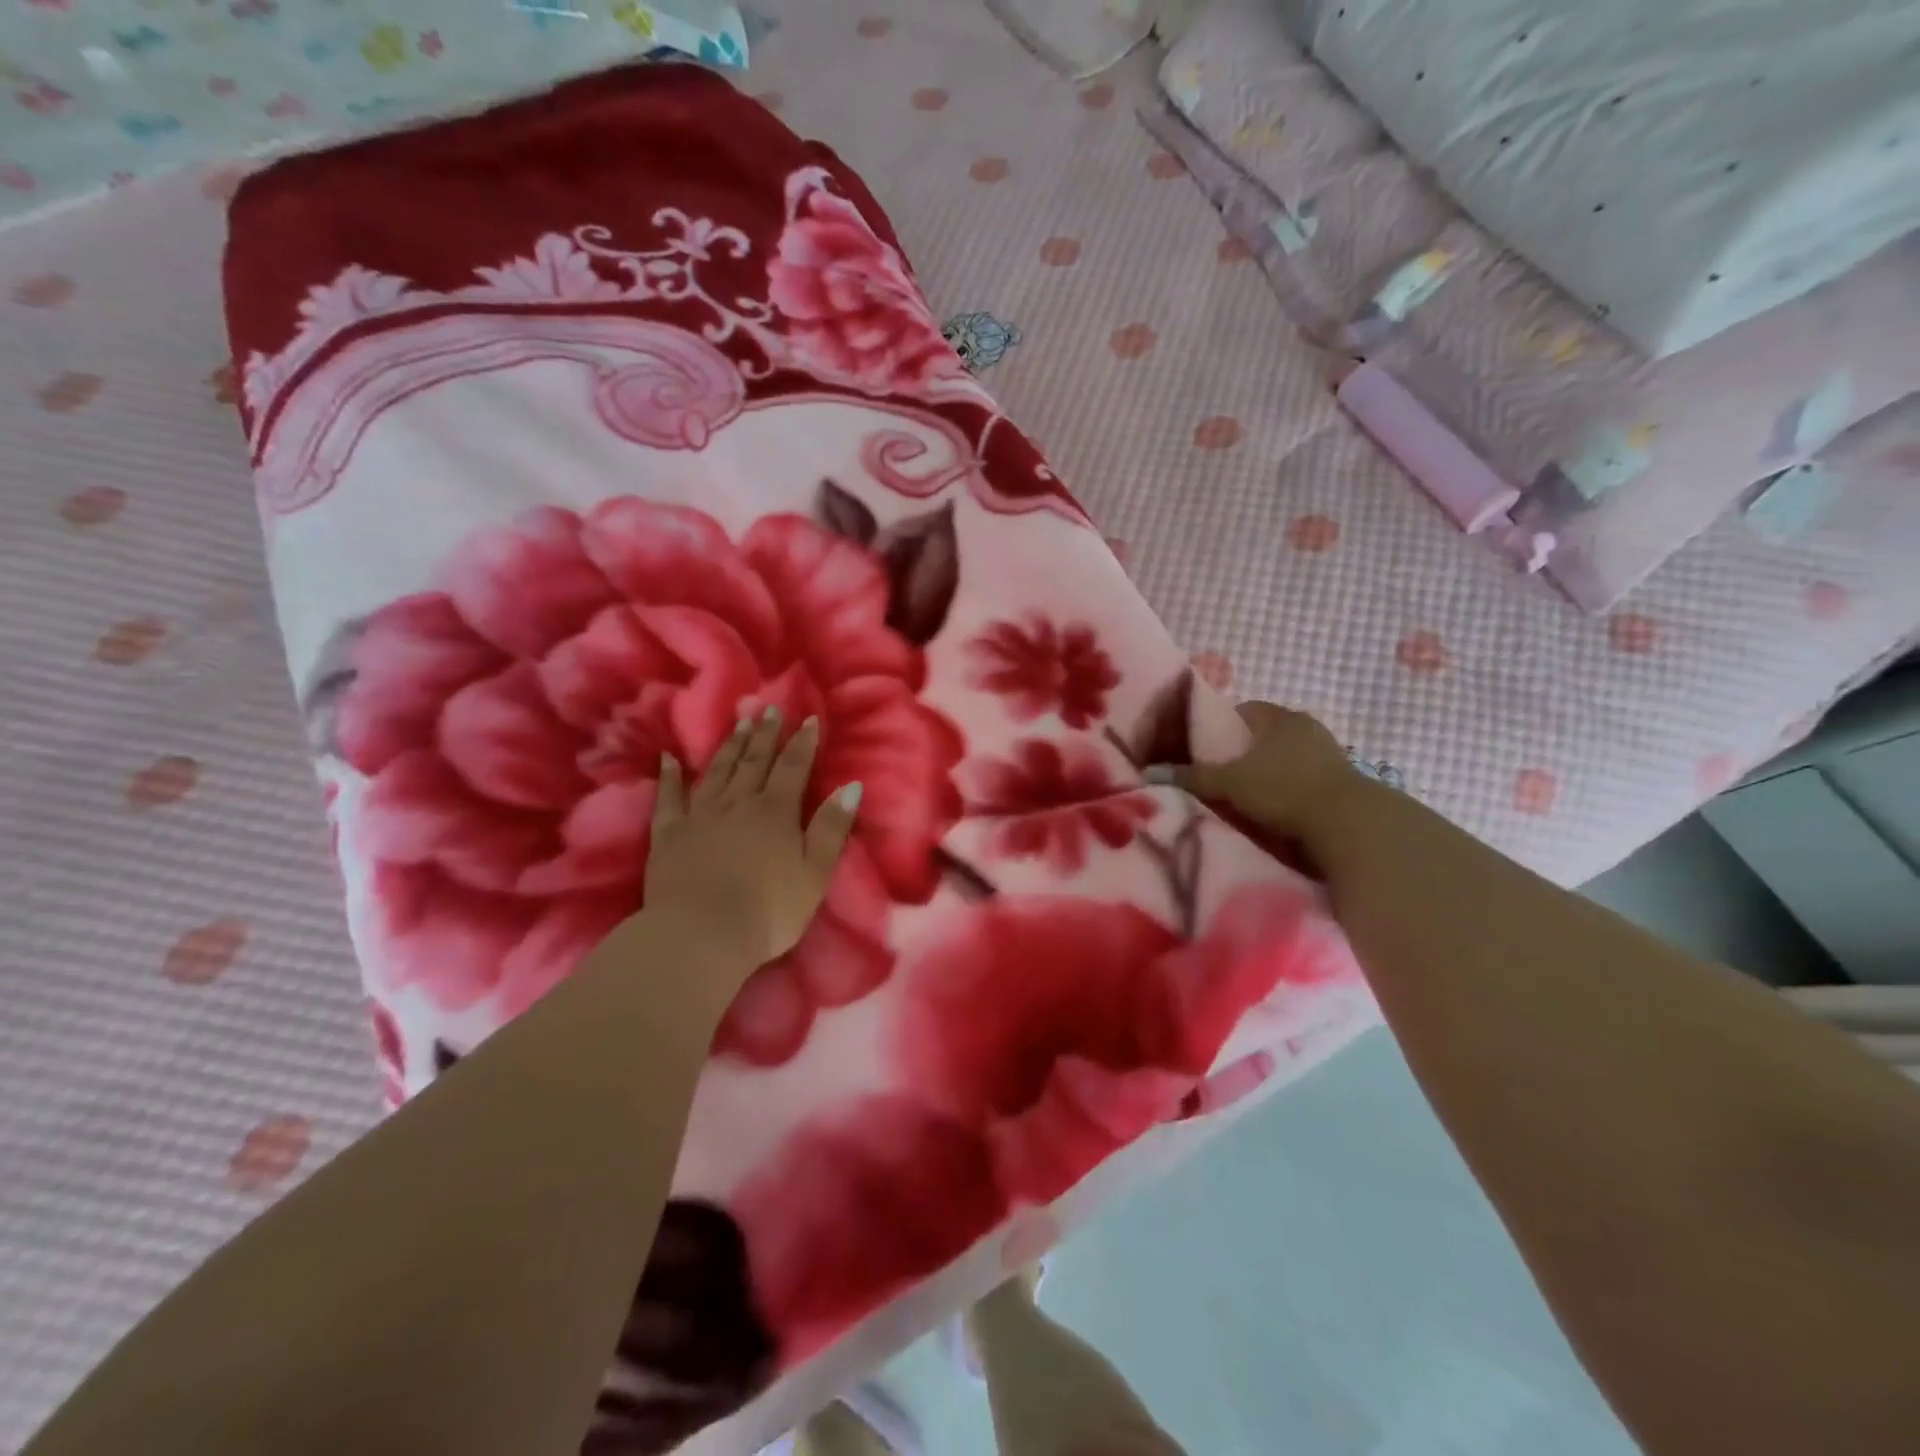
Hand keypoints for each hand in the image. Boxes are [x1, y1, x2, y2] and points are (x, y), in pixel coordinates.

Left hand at [643, 708, 861, 973]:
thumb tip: (851, 786)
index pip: (793, 767)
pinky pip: (668, 799)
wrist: (701, 935)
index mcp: (776, 812)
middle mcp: (737, 803)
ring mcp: (699, 816)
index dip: (803, 742)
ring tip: (738, 722)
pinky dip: (668, 777)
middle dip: (765, 735)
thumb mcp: (815, 873)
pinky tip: (667, 758)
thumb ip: (832, 828)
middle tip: (769, 709)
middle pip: (754, 762)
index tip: (809, 718)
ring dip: (730, 746)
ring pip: (717, 772)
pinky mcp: (668, 835)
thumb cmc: (769, 911)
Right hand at [1150, 701, 1363, 851]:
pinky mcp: (1342, 783)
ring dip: (1267, 775)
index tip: (1203, 751)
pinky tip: (1274, 812)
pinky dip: (1287, 792)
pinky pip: (1303, 781)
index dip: (1219, 728)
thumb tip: (1150, 772)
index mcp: (1278, 717)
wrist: (1348, 825)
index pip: (1242, 711)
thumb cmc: (1282, 790)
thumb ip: (1191, 776)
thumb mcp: (1228, 783)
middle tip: (1218, 778)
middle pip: (1263, 736)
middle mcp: (1306, 727)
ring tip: (1244, 799)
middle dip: (1241, 755)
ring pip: (1284, 759)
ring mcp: (1329, 754)